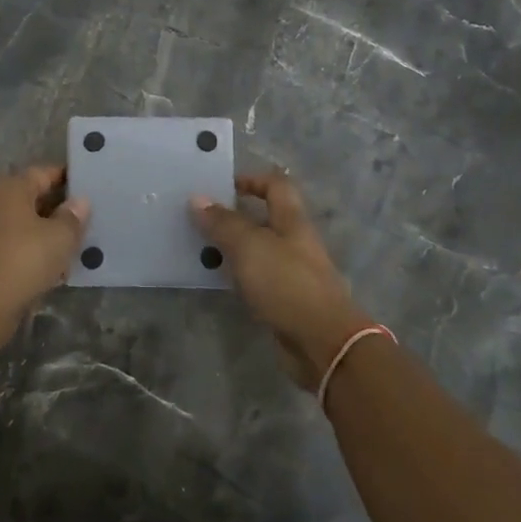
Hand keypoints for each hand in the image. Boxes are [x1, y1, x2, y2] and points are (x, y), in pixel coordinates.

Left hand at [0, 164, 89, 314]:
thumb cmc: (26, 257)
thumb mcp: (61, 236)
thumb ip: (73, 216)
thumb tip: (80, 202)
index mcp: (11, 187)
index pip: (43, 173)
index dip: (67, 178)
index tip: (88, 188)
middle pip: (32, 198)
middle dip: (59, 208)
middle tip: (87, 218)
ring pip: (25, 224)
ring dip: (47, 233)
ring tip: (75, 245)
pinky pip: (16, 245)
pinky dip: (34, 251)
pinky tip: (55, 268)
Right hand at [191, 171, 367, 388]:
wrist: (323, 341)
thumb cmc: (286, 283)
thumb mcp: (249, 246)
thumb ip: (223, 223)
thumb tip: (197, 198)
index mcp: (292, 221)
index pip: (277, 185)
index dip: (252, 180)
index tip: (222, 187)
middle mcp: (295, 242)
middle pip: (266, 218)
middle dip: (235, 216)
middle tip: (201, 219)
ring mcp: (293, 272)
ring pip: (260, 249)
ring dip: (233, 247)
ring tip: (200, 248)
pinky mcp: (287, 299)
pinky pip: (259, 277)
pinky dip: (239, 275)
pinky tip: (218, 280)